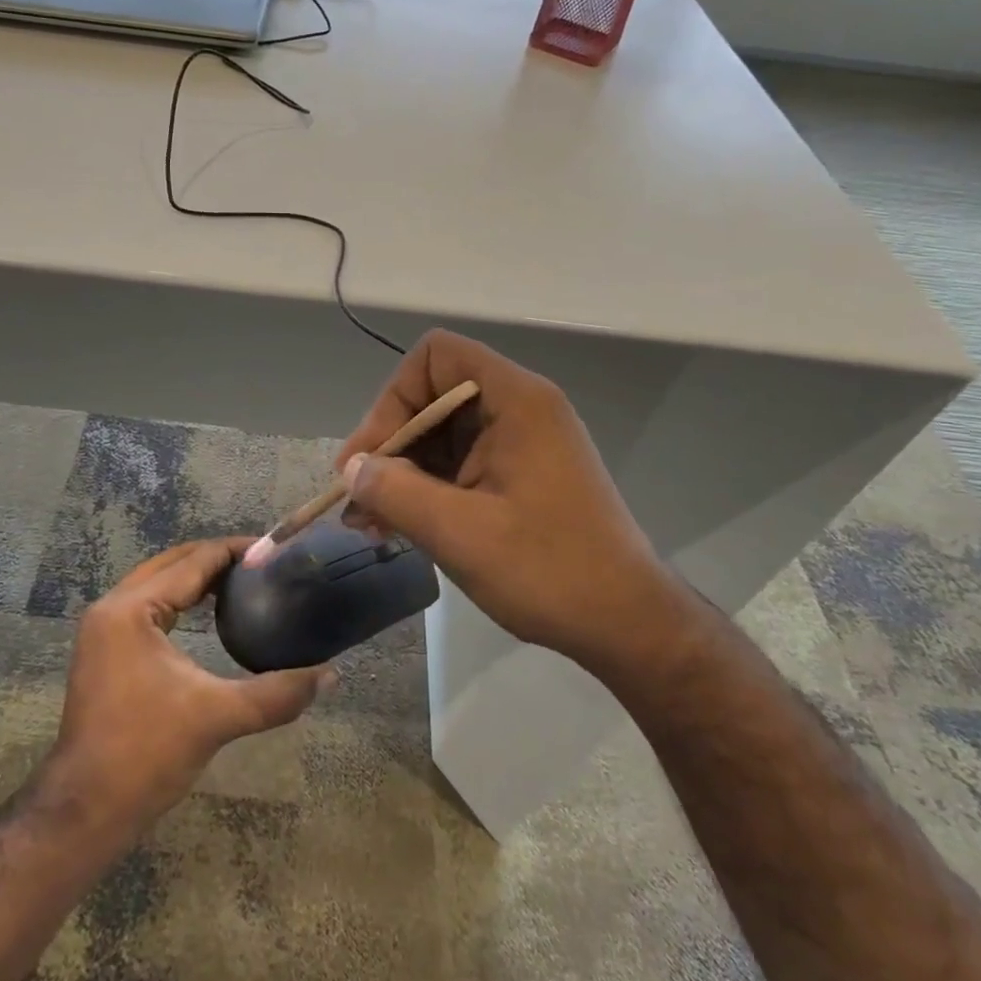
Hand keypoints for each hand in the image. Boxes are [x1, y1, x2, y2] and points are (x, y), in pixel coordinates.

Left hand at [52, 538, 332, 834]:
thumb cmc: (147, 754)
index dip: (234, 551)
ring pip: (157, 582)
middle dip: (216, 558)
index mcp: (131, 609)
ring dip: (196, 576)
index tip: (274, 548)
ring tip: (242, 581)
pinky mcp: (104, 649)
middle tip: (262, 563)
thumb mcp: (218, 717)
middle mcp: (112, 607)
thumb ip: (277, 693)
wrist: (85, 810)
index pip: (192, 562)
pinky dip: (179, 597)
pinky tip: (207, 612)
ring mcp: (103, 628)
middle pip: (172, 563)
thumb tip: (330, 675)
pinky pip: (148, 604)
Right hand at [334, 329, 681, 669]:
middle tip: (357, 497)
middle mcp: (520, 408)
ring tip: (370, 522)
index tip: (373, 455)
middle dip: (390, 443)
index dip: (395, 396)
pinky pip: (461, 463)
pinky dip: (428, 488)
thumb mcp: (458, 532)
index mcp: (516, 401)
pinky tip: (400, 526)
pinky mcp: (522, 475)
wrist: (628, 625)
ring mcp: (523, 443)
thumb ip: (395, 492)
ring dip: (403, 472)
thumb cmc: (548, 571)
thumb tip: (351, 469)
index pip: (437, 356)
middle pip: (434, 395)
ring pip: (443, 434)